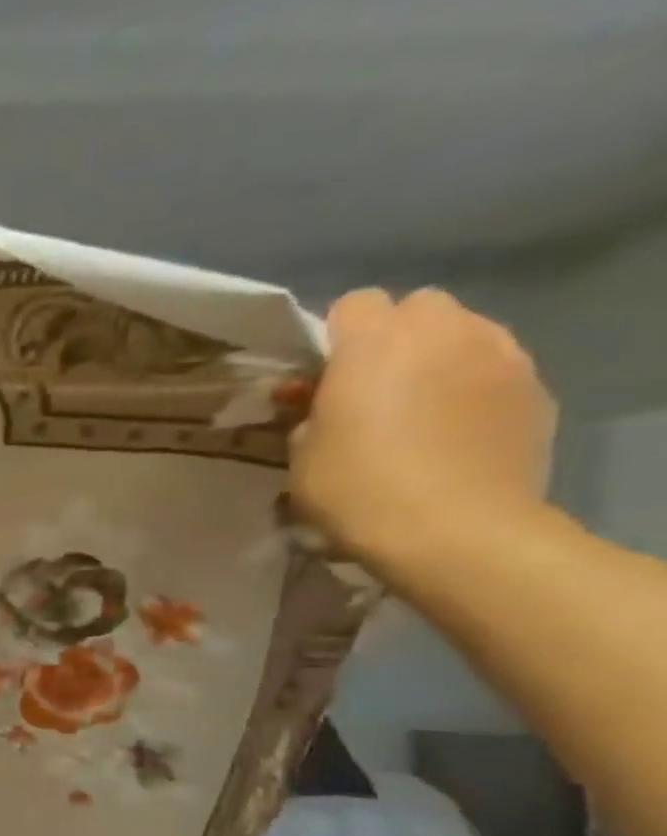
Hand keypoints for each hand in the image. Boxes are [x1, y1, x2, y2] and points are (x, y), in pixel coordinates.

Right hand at [292, 288, 555, 580]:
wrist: (455, 531)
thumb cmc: (358, 490)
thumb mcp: (301, 456)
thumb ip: (308, 415)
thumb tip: (318, 404)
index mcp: (373, 344)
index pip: (354, 304)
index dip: (334, 336)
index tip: (322, 375)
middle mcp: (442, 333)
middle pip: (418, 307)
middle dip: (393, 336)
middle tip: (371, 385)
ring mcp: (500, 357)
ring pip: (465, 330)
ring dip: (437, 355)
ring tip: (418, 404)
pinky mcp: (534, 389)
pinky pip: (497, 367)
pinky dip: (474, 384)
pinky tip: (456, 427)